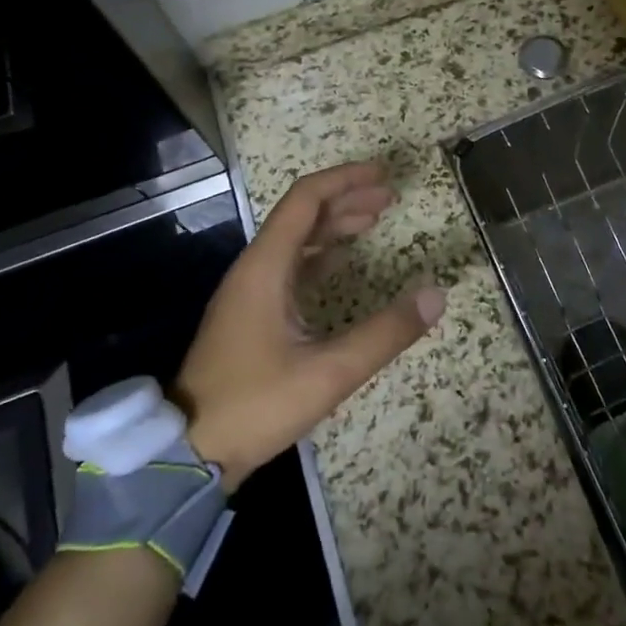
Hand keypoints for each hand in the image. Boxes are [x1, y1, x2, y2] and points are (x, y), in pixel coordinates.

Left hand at [174, 162, 444, 489]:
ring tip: (374, 220)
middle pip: (302, 215)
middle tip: (390, 198)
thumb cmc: (256, 405)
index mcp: (266, 267)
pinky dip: (321, 254)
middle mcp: (255, 268)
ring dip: (334, 225)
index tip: (383, 174)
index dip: (345, 180)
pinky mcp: (251, 313)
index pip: (306, 199)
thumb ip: (385, 333)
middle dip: (346, 199)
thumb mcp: (328, 372)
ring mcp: (250, 291)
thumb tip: (436, 295)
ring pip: (295, 240)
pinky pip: (290, 266)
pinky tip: (343, 262)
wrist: (189, 450)